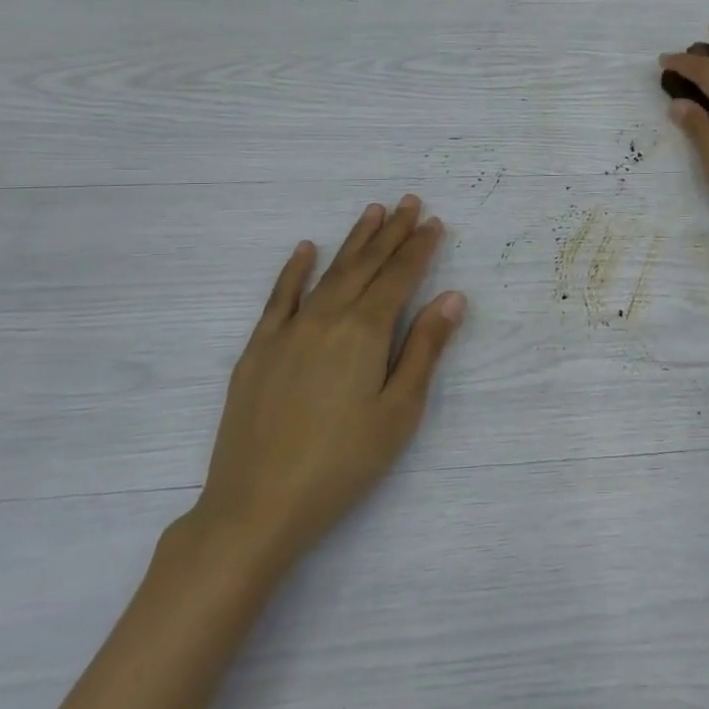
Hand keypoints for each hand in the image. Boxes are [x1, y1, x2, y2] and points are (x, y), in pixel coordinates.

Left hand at [183, 195, 465, 580]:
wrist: (257, 505)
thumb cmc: (343, 462)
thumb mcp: (399, 411)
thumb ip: (424, 348)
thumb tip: (452, 297)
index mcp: (364, 332)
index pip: (399, 278)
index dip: (419, 249)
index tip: (435, 223)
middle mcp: (326, 318)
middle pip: (365, 266)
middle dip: (391, 232)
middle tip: (410, 202)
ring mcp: (287, 331)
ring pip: (327, 273)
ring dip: (353, 241)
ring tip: (372, 212)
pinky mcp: (257, 350)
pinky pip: (279, 297)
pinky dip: (294, 270)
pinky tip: (305, 249)